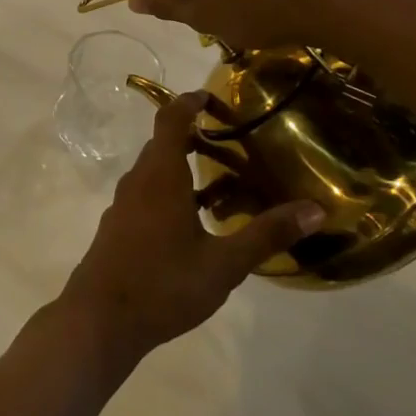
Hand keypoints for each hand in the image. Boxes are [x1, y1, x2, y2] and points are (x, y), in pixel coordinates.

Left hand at [58, 92, 325, 362]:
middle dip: (194, 137)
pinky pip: (147, 194)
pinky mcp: (118, 226)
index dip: (189, 102)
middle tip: (233, 143)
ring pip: (155, 172)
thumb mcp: (224, 263)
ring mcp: (123, 204)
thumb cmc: (164, 284)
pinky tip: (195, 221)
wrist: (101, 318)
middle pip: (163, 145)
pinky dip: (171, 191)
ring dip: (183, 167)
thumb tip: (314, 208)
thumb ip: (267, 234)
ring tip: (223, 182)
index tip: (212, 97)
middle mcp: (138, 181)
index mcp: (160, 176)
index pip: (170, 120)